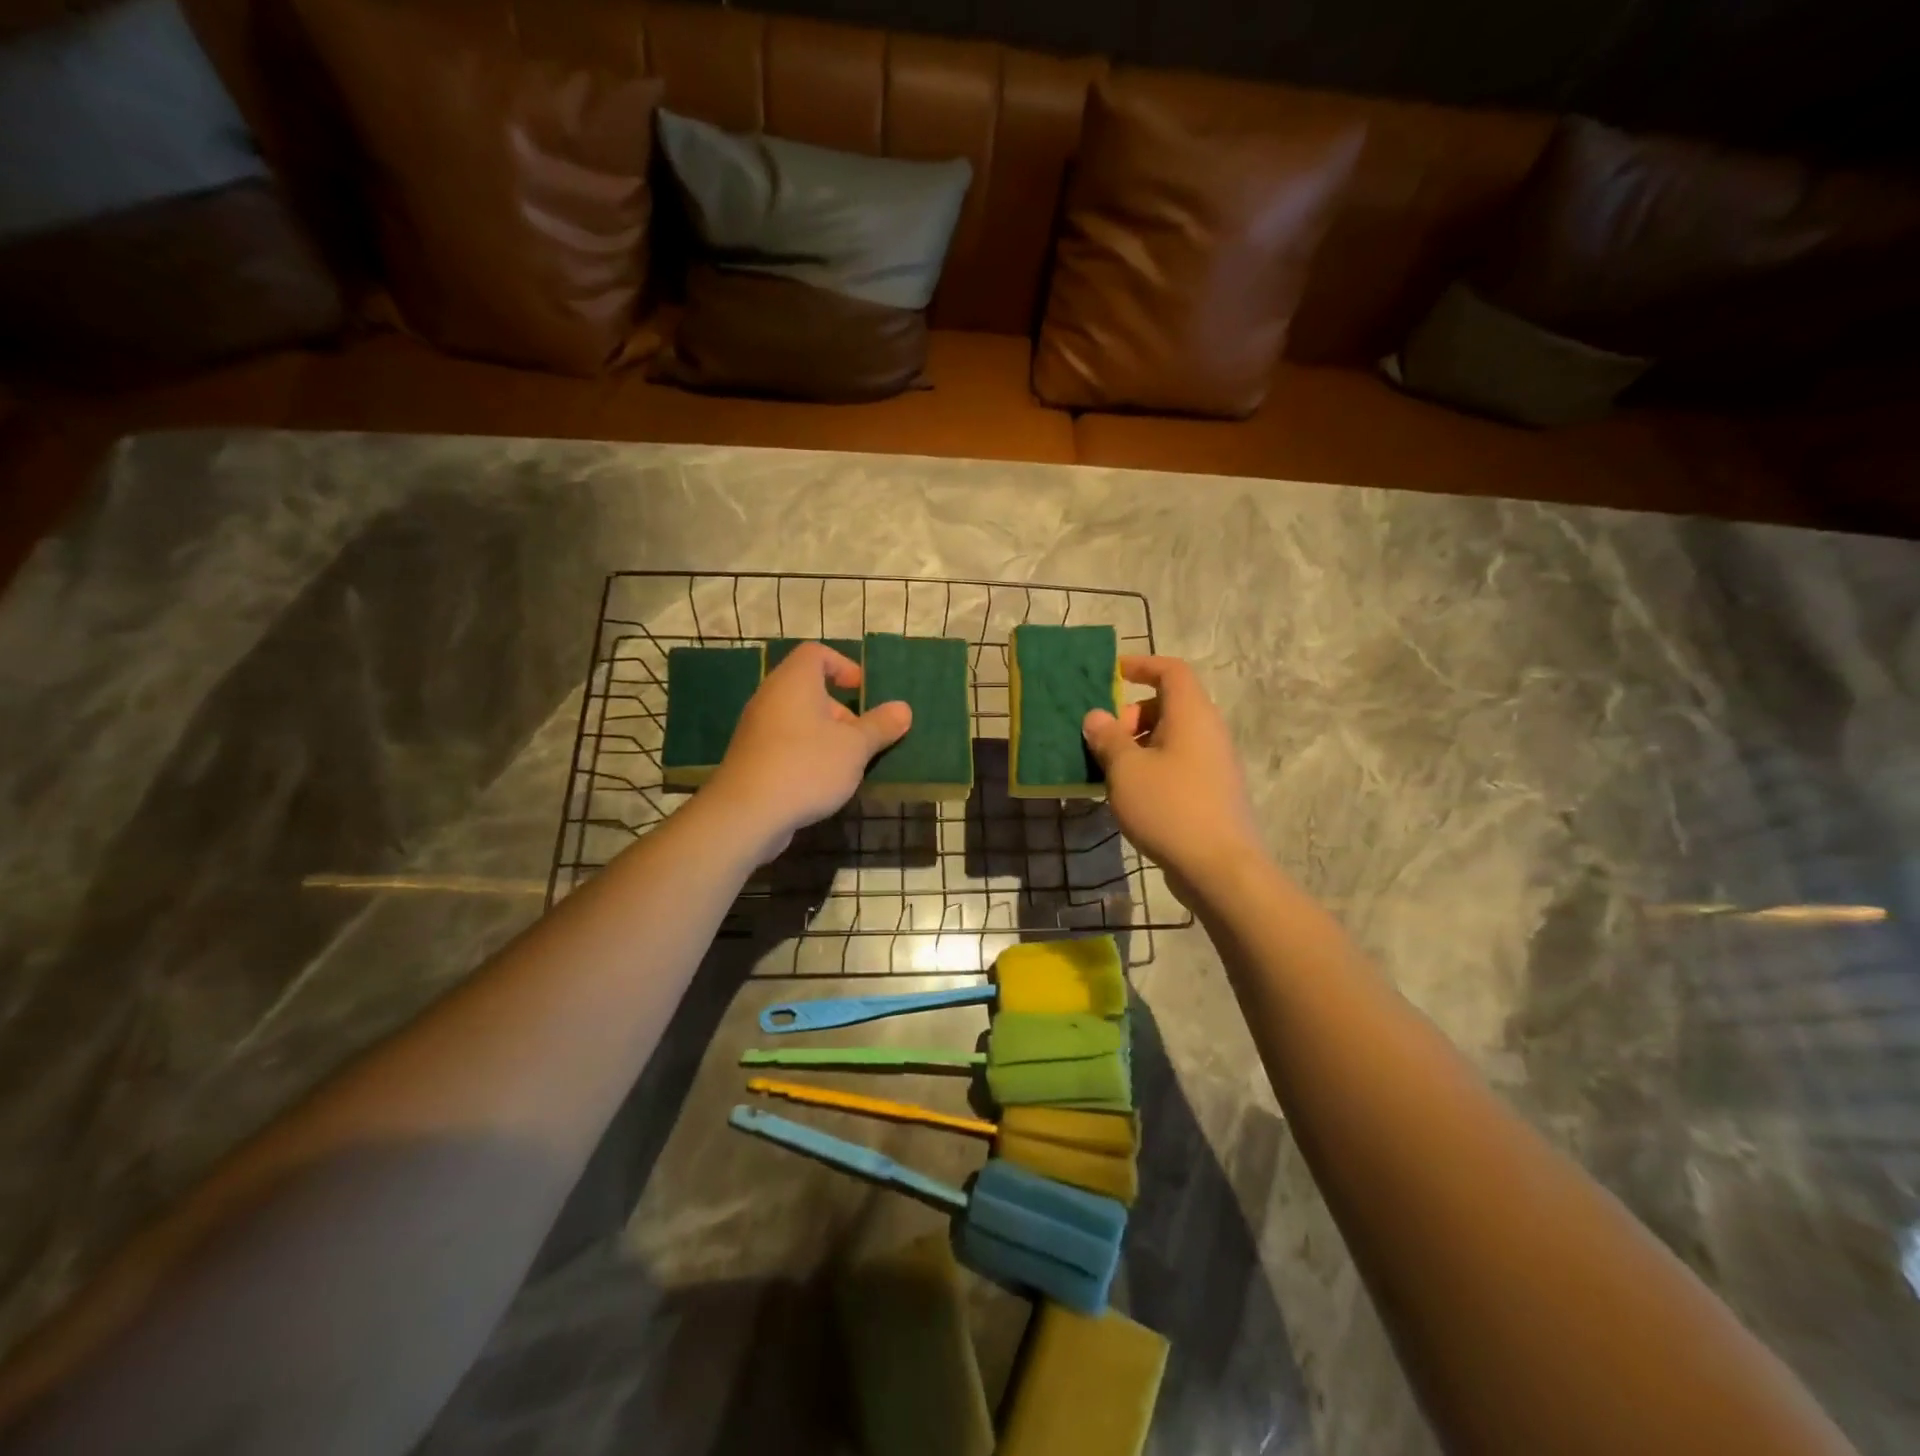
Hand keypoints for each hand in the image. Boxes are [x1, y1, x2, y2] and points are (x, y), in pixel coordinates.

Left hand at [703, 642, 910, 857]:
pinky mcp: (751, 758)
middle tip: (861, 736)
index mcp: (795, 681)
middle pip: (809, 689)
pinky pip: (785, 744)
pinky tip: (821, 783)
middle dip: (840, 710)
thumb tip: (903, 709)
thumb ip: (880, 726)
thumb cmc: (807, 766)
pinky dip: (806, 754)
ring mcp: (757, 729)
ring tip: (847, 764)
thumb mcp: (855, 747)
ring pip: (798, 720)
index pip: (816, 653)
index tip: (862, 691)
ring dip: (825, 736)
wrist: (747, 813)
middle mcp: (771, 697)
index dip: (843, 665)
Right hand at [1082, 656, 1262, 893]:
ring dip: (1138, 745)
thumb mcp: (1126, 770)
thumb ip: (1108, 738)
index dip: (1142, 665)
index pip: (1171, 671)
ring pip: (1172, 737)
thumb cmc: (1169, 807)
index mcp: (1191, 714)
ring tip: (1110, 770)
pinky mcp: (1212, 791)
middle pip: (1169, 705)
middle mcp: (1208, 731)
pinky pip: (1178, 763)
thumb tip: (1096, 716)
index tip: (1112, 674)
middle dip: (1132, 715)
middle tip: (1105, 741)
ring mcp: (1214, 763)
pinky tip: (1130, 795)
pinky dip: (1152, 767)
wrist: (1219, 867)